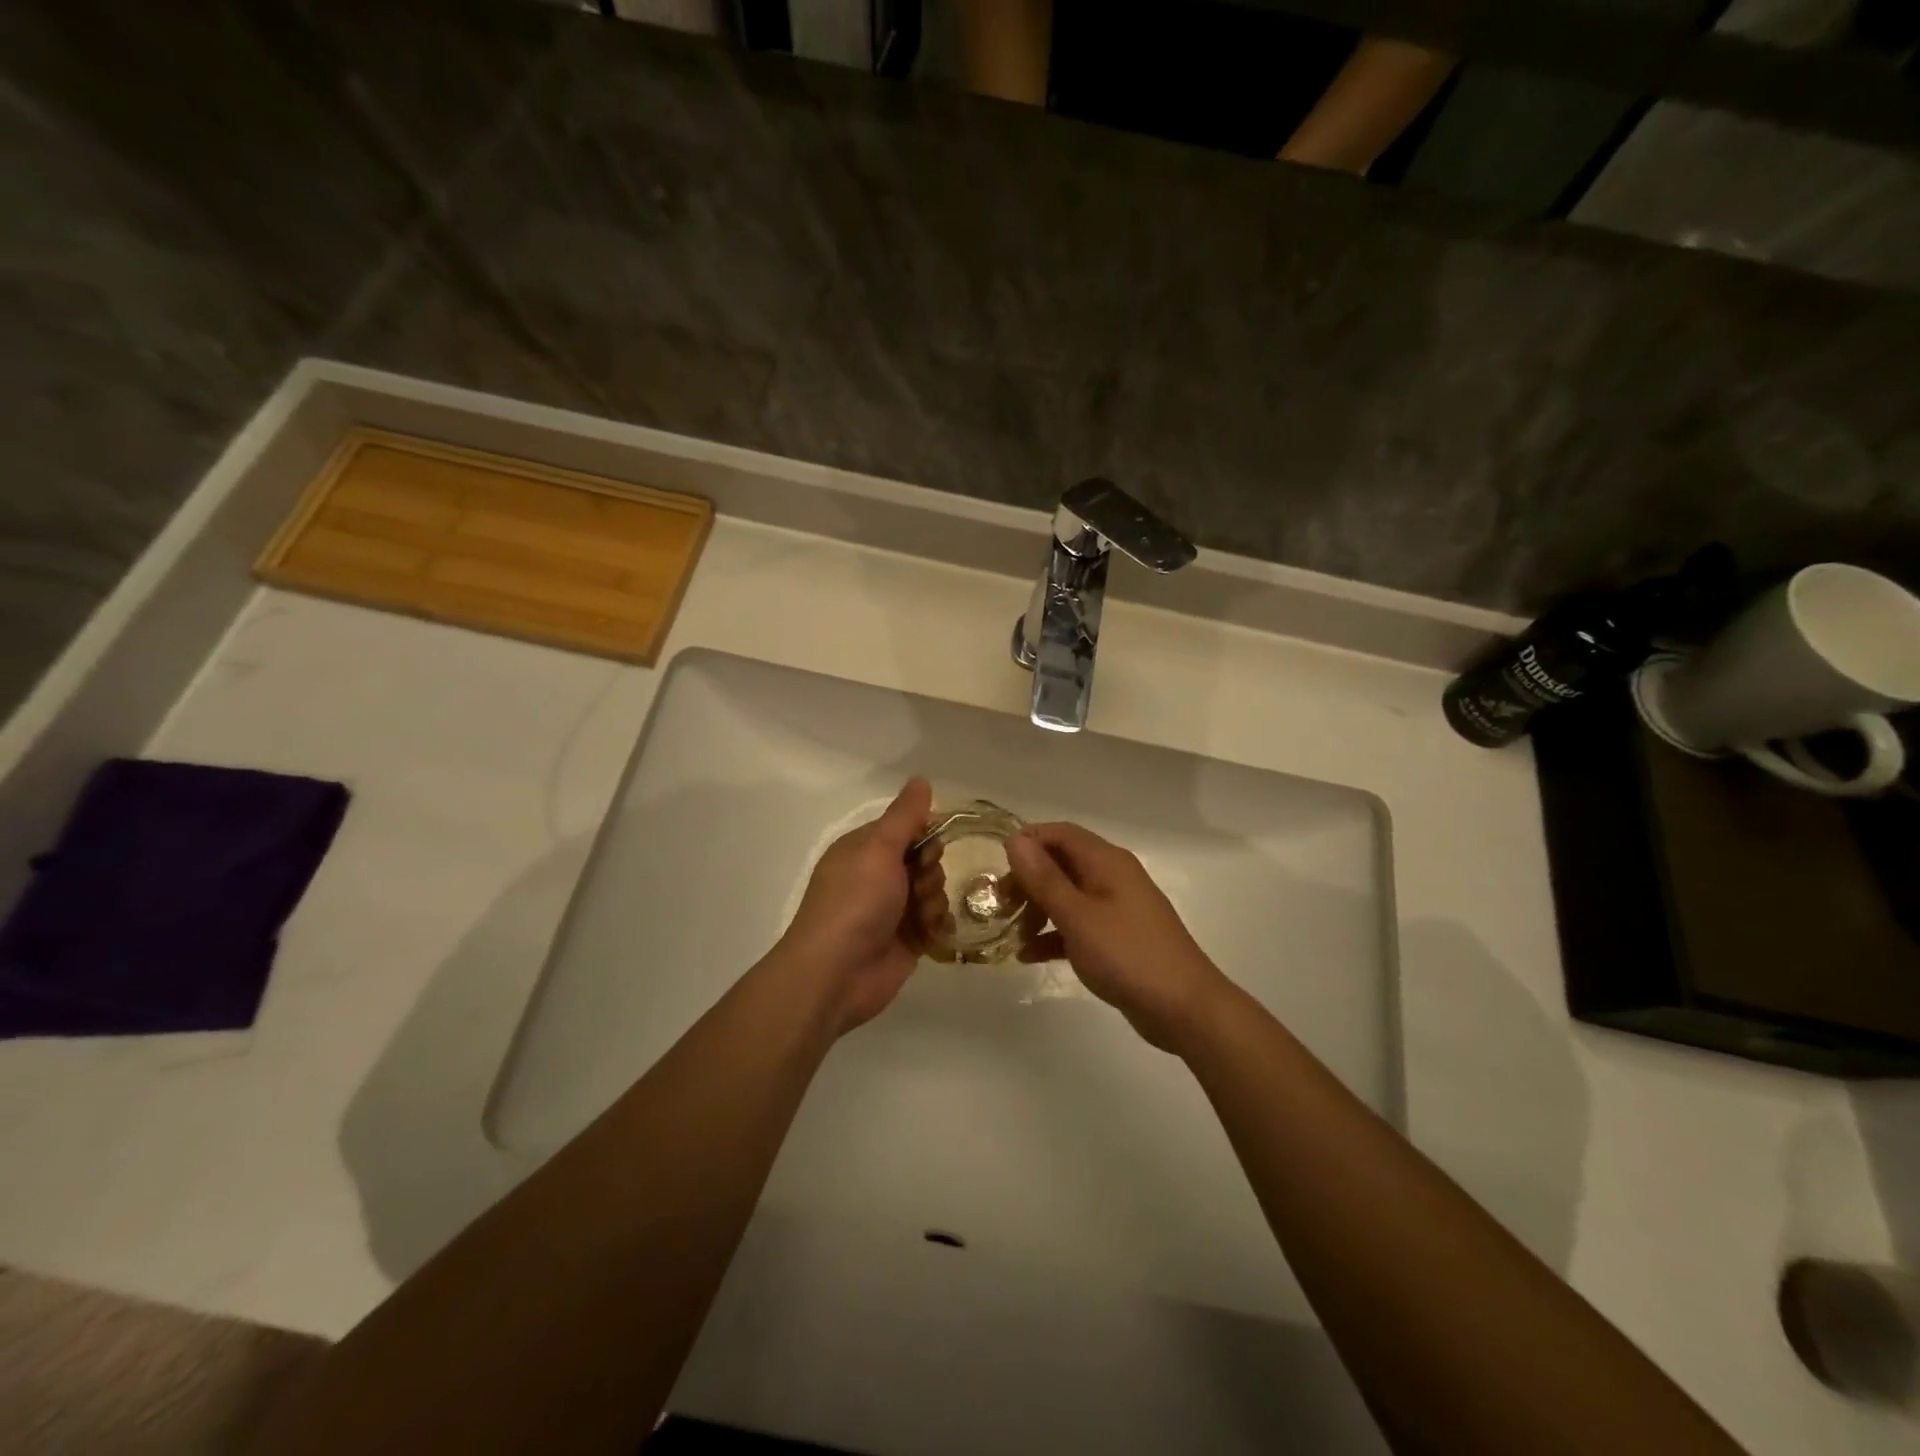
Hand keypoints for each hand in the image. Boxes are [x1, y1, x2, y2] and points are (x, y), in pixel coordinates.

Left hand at [777, 777, 933, 1034]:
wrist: (837, 973)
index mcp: (864, 849)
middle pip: (925, 859)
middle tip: (919, 885)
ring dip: (934, 900)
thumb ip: (904, 816)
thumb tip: (921, 779)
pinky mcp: (906, 940)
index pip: (906, 828)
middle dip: (930, 870)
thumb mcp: (878, 849)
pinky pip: (936, 922)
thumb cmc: (855, 902)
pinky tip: (933, 932)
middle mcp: (877, 876)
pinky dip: (939, 924)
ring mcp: (892, 910)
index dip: (925, 833)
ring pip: (933, 890)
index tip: (931, 845)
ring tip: (922, 916)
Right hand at [1006, 822, 1232, 1052]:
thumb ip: (1044, 878)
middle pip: (1061, 863)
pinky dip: (1054, 934)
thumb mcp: (1077, 915)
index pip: (1060, 833)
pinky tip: (1029, 955)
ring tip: (1010, 931)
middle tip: (1000, 904)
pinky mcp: (1118, 938)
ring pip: (1067, 895)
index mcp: (1106, 861)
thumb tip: (1016, 839)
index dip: (1028, 842)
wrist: (1184, 1008)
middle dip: (1028, 880)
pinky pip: (1078, 924)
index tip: (997, 866)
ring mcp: (1117, 908)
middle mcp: (1113, 877)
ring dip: (1038, 908)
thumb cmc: (1127, 954)